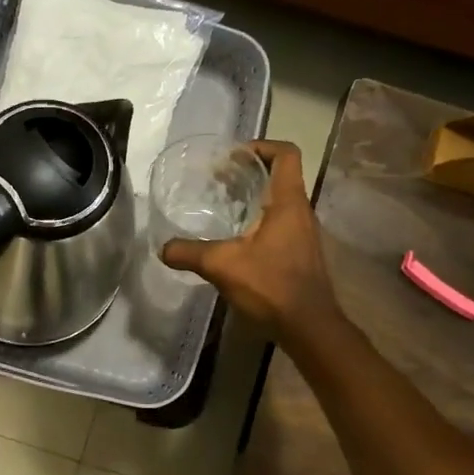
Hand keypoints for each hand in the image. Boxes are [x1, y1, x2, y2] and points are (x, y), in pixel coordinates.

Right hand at [160, 140, 343, 345]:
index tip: (234, 156)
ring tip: (224, 205)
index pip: (286, 154)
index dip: (262, 146)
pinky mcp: (302, 254)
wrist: (310, 328)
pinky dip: (260, 220)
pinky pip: (281, 223)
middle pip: (281, 175)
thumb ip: (190, 253)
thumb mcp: (223, 266)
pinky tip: (237, 239)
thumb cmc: (272, 286)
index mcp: (288, 202)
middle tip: (218, 179)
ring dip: (255, 197)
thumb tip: (163, 248)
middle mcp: (301, 212)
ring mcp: (305, 234)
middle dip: (250, 171)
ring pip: (281, 201)